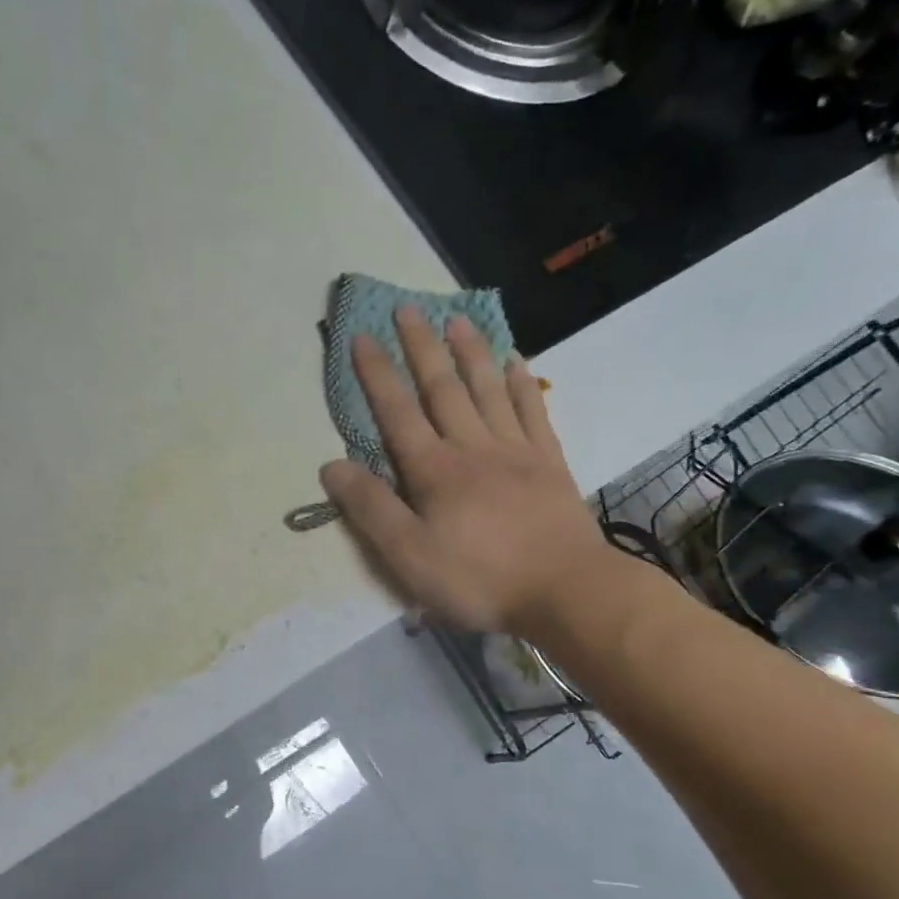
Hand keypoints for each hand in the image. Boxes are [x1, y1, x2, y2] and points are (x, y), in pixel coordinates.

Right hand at [319, 308, 612, 636]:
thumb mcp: (409, 556)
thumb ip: (370, 509)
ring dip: (470, 352)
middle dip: (422, 347)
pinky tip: (516, 361)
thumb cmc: (479, 579)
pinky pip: (532, 410)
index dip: (377, 374)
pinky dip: (521, 383)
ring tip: (457, 318)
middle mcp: (473, 447)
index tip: (362, 336)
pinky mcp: (549, 463)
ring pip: (488, 389)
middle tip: (408, 308)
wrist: (566, 590)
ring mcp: (516, 450)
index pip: (397, 412)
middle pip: (443, 388)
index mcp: (434, 470)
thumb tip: (331, 466)